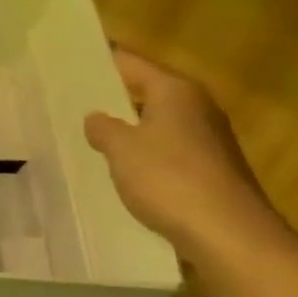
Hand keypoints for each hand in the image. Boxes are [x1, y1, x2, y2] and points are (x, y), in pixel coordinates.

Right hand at [83, 49, 293, 271]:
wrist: (229, 235)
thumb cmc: (170, 179)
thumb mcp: (122, 149)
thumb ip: (103, 128)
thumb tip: (96, 117)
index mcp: (176, 91)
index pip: (130, 63)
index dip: (99, 62)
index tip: (69, 63)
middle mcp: (196, 107)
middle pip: (146, 92)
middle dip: (111, 98)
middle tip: (70, 102)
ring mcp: (207, 140)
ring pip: (156, 124)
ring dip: (128, 130)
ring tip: (88, 137)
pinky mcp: (210, 170)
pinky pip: (167, 152)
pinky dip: (144, 156)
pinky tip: (121, 171)